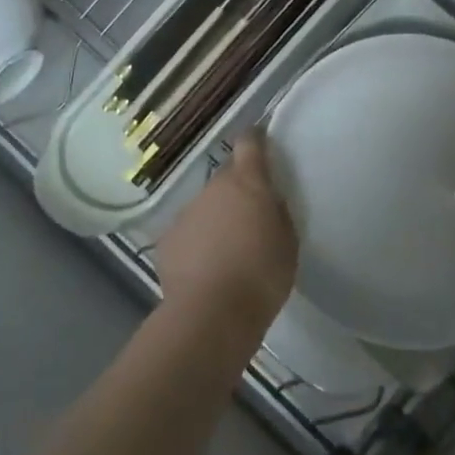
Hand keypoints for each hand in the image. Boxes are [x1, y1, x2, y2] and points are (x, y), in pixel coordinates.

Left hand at [156, 131, 297, 340]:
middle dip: (238, 190)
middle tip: (250, 217)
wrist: (211, 314)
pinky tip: (205, 269)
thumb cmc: (262, 276)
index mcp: (248, 183)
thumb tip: (269, 202)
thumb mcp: (287, 243)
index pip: (250, 143)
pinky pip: (188, 232)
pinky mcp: (167, 239)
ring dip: (216, 218)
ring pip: (205, 206)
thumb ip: (277, 214)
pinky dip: (196, 243)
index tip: (260, 143)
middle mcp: (213, 188)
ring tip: (227, 250)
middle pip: (226, 178)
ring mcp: (186, 212)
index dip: (255, 140)